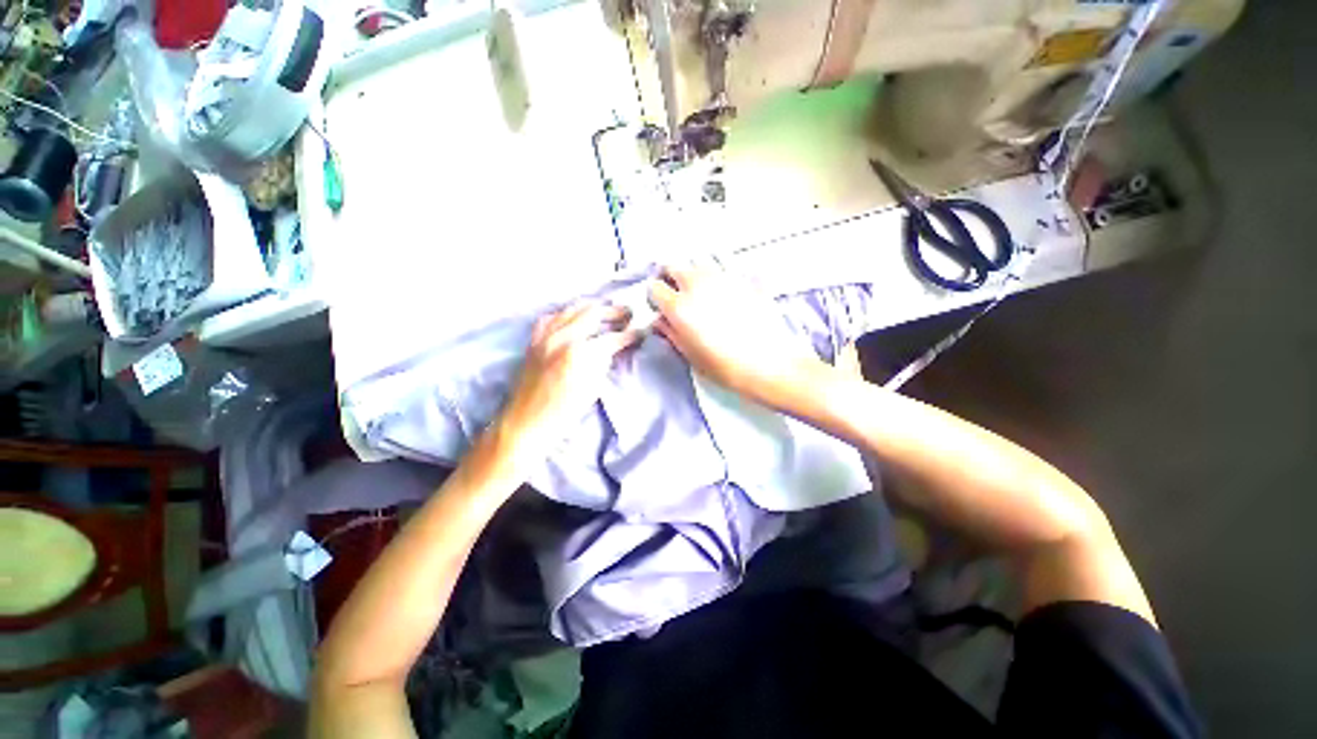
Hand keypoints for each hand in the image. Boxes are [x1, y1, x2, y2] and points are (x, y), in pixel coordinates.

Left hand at [496, 302, 641, 458]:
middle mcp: (562, 337)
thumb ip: (604, 361)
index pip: (612, 337)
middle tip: (627, 314)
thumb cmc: (565, 410)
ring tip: (605, 312)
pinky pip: (551, 317)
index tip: (641, 331)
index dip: (630, 334)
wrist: (528, 420)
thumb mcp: (594, 387)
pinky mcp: (534, 339)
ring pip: (572, 309)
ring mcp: (545, 335)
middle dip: (614, 312)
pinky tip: (573, 319)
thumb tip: (613, 346)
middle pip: (592, 312)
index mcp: (580, 353)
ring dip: (592, 308)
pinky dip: (566, 314)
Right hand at [649, 264, 824, 404]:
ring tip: (699, 292)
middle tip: (677, 295)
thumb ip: (672, 334)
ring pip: (697, 263)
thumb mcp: (691, 356)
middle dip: (671, 279)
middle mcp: (698, 286)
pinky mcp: (743, 279)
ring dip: (693, 274)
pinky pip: (722, 268)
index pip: (655, 288)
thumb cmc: (728, 367)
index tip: (661, 307)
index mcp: (680, 307)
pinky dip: (716, 275)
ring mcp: (722, 279)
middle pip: (674, 267)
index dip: (656, 299)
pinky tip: (721, 292)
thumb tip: (662, 323)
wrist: (770, 364)